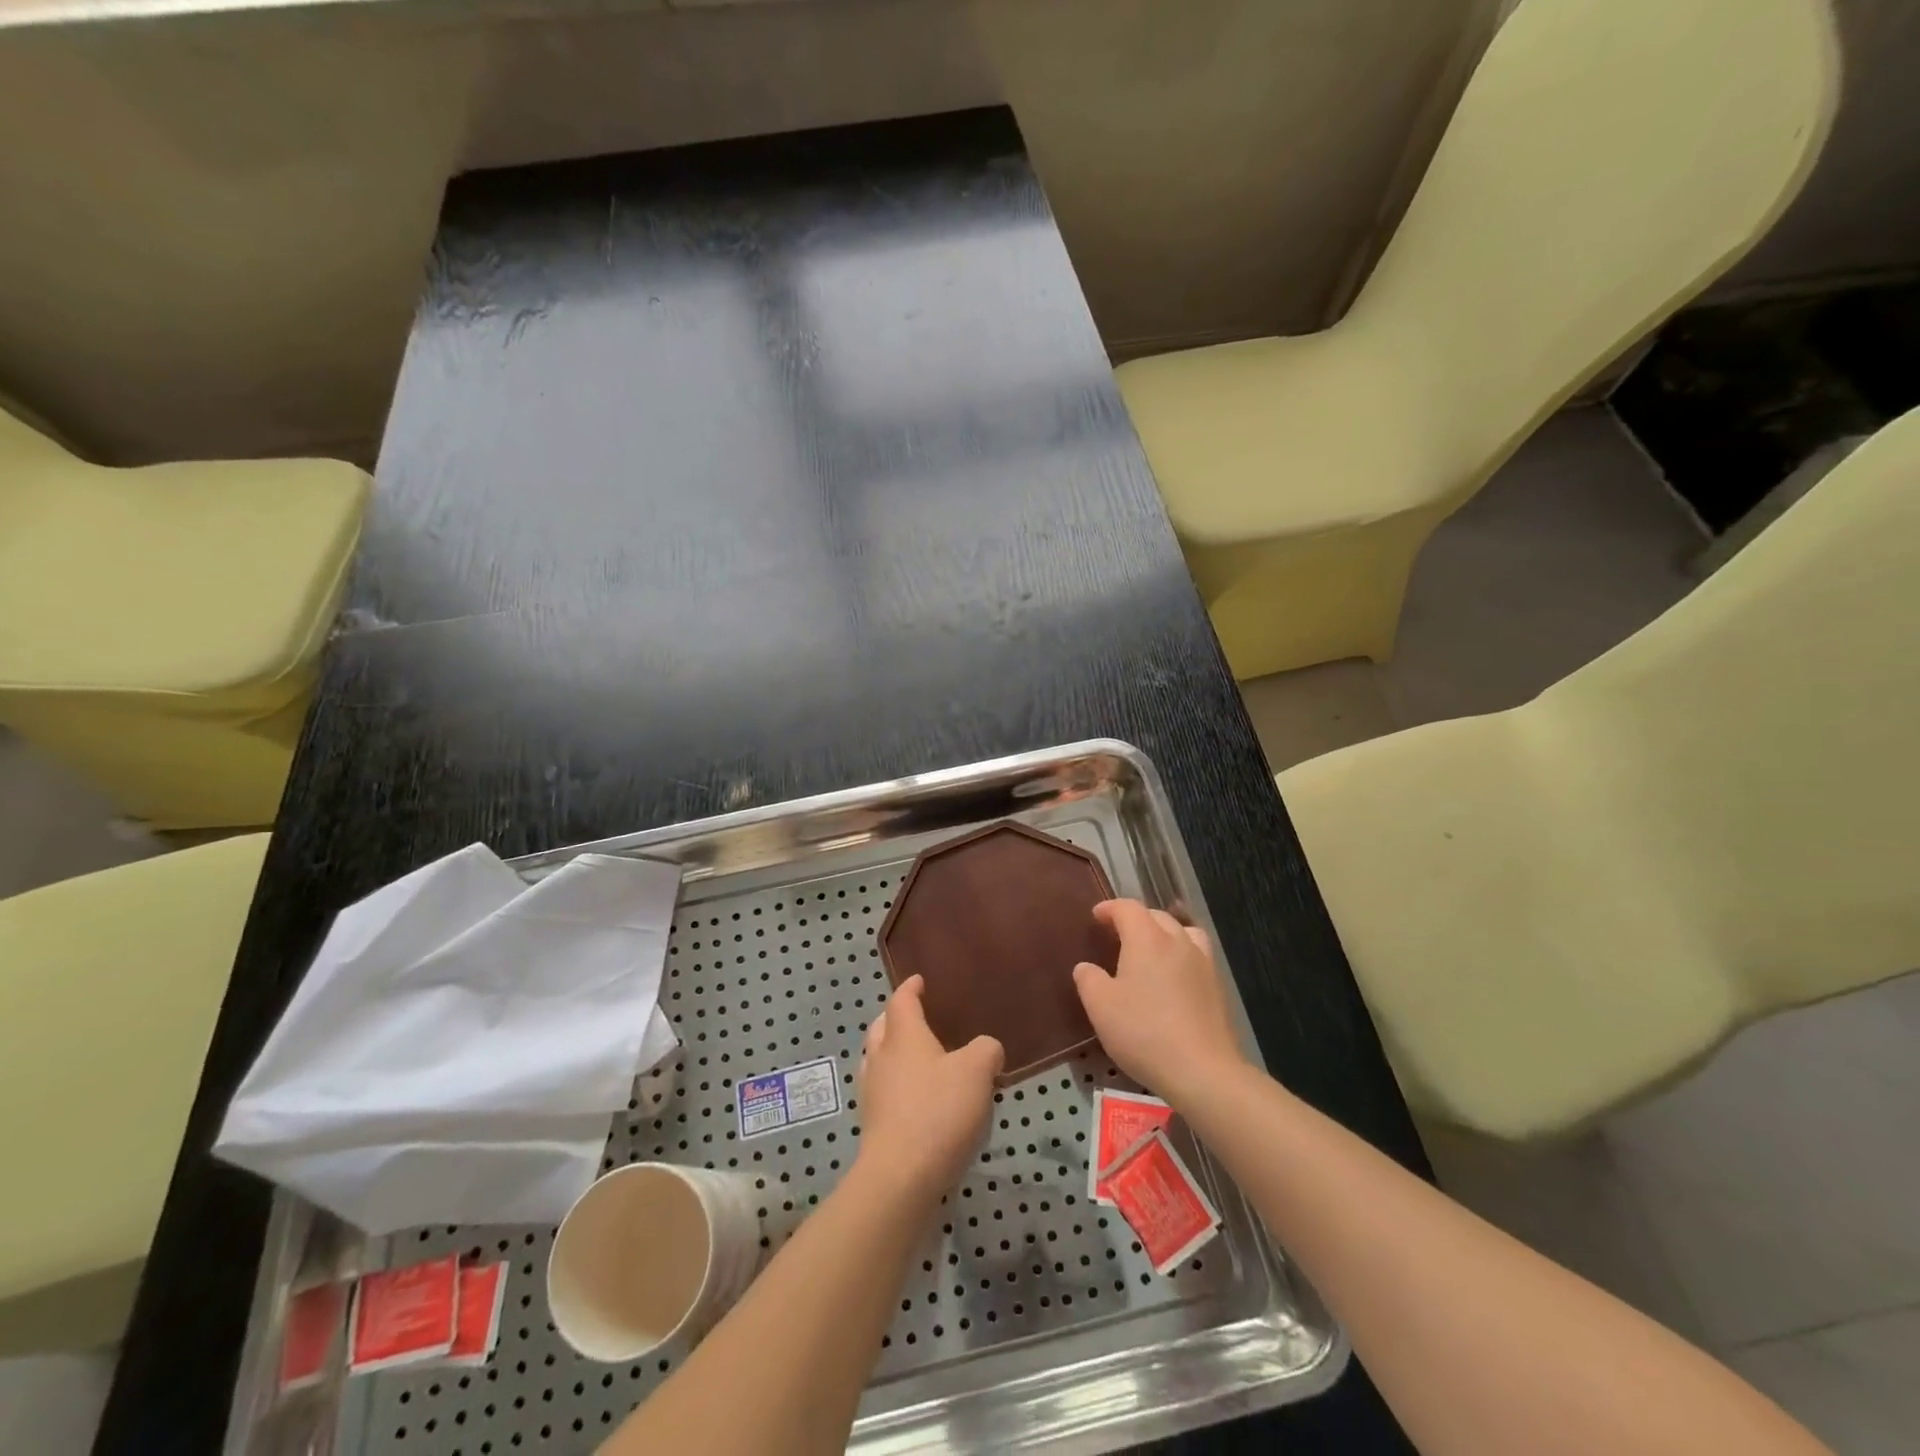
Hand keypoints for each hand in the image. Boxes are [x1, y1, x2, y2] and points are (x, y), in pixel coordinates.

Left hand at [855, 975, 1002, 1203]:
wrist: (901, 1177)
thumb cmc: (938, 1111)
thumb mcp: (977, 1071)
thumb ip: (986, 1050)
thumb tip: (986, 1049)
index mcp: (903, 1036)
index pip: (902, 1001)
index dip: (910, 988)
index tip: (919, 981)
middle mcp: (881, 1058)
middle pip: (882, 1027)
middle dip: (896, 1018)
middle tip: (917, 1017)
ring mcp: (873, 1093)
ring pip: (878, 1060)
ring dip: (893, 1053)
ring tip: (919, 1059)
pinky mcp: (874, 1125)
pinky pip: (884, 1091)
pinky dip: (897, 1085)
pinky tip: (919, 1099)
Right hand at [1073, 899, 1248, 1101]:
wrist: (1202, 1070)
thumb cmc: (1143, 1031)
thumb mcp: (1100, 1006)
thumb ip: (1089, 980)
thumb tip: (1086, 967)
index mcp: (1147, 939)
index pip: (1128, 908)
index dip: (1110, 908)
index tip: (1096, 916)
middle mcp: (1178, 942)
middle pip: (1157, 916)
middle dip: (1136, 919)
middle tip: (1118, 934)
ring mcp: (1203, 963)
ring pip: (1184, 933)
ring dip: (1165, 933)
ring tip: (1152, 950)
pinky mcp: (1218, 988)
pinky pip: (1197, 957)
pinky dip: (1182, 956)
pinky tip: (1173, 980)